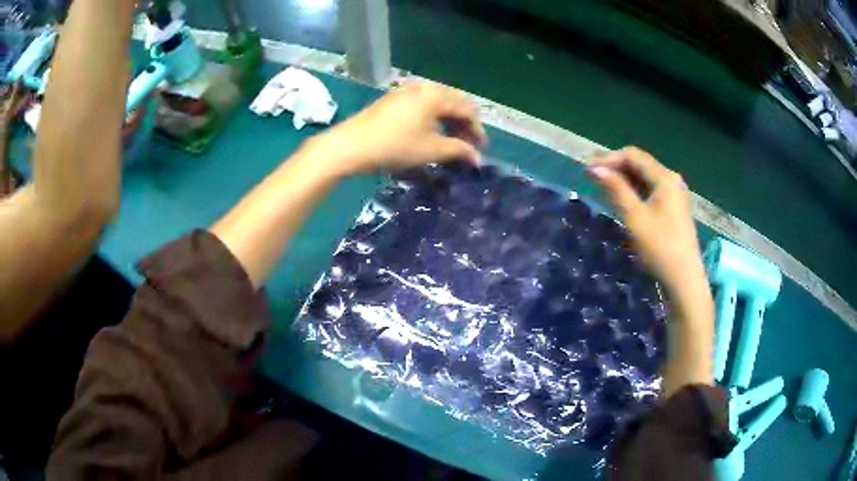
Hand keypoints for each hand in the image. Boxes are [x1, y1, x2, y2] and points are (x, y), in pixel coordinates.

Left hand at [313, 82, 487, 176]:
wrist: (351, 145)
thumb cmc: (395, 146)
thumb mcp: (432, 150)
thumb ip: (459, 151)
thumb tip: (477, 158)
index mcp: (436, 95)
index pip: (468, 109)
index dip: (477, 130)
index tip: (480, 151)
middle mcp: (424, 87)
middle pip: (454, 103)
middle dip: (463, 125)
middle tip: (467, 146)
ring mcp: (406, 91)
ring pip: (437, 104)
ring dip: (448, 122)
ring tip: (450, 142)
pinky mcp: (393, 100)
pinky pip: (422, 106)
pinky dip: (432, 119)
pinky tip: (429, 134)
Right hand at [588, 147, 704, 292]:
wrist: (684, 279)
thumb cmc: (660, 247)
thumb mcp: (635, 217)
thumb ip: (616, 189)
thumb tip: (595, 168)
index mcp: (665, 177)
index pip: (633, 155)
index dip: (609, 159)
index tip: (588, 170)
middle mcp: (672, 179)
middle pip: (640, 164)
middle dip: (616, 167)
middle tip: (592, 178)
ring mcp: (675, 194)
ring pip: (645, 178)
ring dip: (624, 179)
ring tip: (603, 187)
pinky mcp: (674, 207)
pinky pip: (651, 190)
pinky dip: (635, 191)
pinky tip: (623, 199)